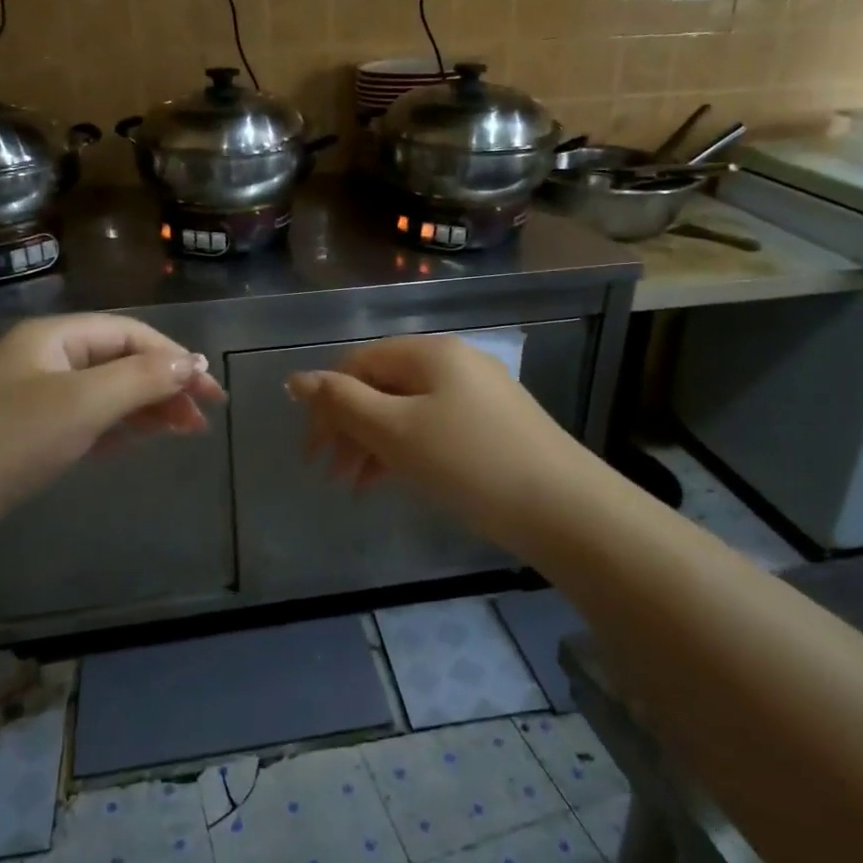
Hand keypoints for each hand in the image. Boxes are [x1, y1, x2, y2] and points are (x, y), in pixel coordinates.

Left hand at [0, 314, 224, 521]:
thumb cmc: (12, 437)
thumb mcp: (84, 401)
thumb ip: (142, 378)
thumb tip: (192, 364)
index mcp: (56, 336)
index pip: (131, 335)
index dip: (176, 357)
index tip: (210, 389)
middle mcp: (49, 359)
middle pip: (122, 361)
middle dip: (166, 384)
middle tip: (204, 415)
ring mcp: (39, 398)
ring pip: (109, 392)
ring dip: (149, 406)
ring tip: (187, 429)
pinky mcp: (33, 434)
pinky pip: (91, 420)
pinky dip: (122, 426)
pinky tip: (146, 438)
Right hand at [286, 333, 588, 549]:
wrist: (565, 509)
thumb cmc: (469, 463)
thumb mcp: (396, 432)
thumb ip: (342, 402)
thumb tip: (296, 378)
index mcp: (430, 353)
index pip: (359, 363)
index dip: (327, 403)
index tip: (312, 451)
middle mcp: (454, 363)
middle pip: (383, 386)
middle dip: (349, 427)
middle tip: (329, 473)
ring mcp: (479, 394)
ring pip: (407, 410)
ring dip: (374, 443)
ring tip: (356, 485)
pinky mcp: (494, 426)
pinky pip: (434, 428)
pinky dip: (406, 451)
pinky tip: (394, 480)